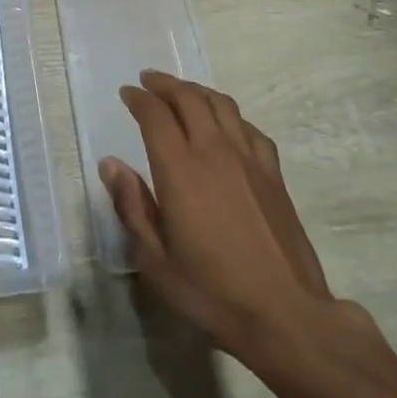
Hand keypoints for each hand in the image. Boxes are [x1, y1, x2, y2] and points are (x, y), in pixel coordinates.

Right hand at [100, 71, 361, 367]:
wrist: (285, 315)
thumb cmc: (213, 293)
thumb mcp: (157, 261)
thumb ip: (132, 207)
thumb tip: (111, 164)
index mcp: (180, 168)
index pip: (155, 115)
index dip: (138, 98)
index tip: (127, 93)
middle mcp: (213, 150)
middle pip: (188, 97)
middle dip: (164, 84)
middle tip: (149, 81)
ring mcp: (247, 158)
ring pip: (220, 104)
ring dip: (197, 90)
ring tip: (183, 92)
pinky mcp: (273, 172)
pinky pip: (249, 127)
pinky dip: (230, 115)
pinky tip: (226, 124)